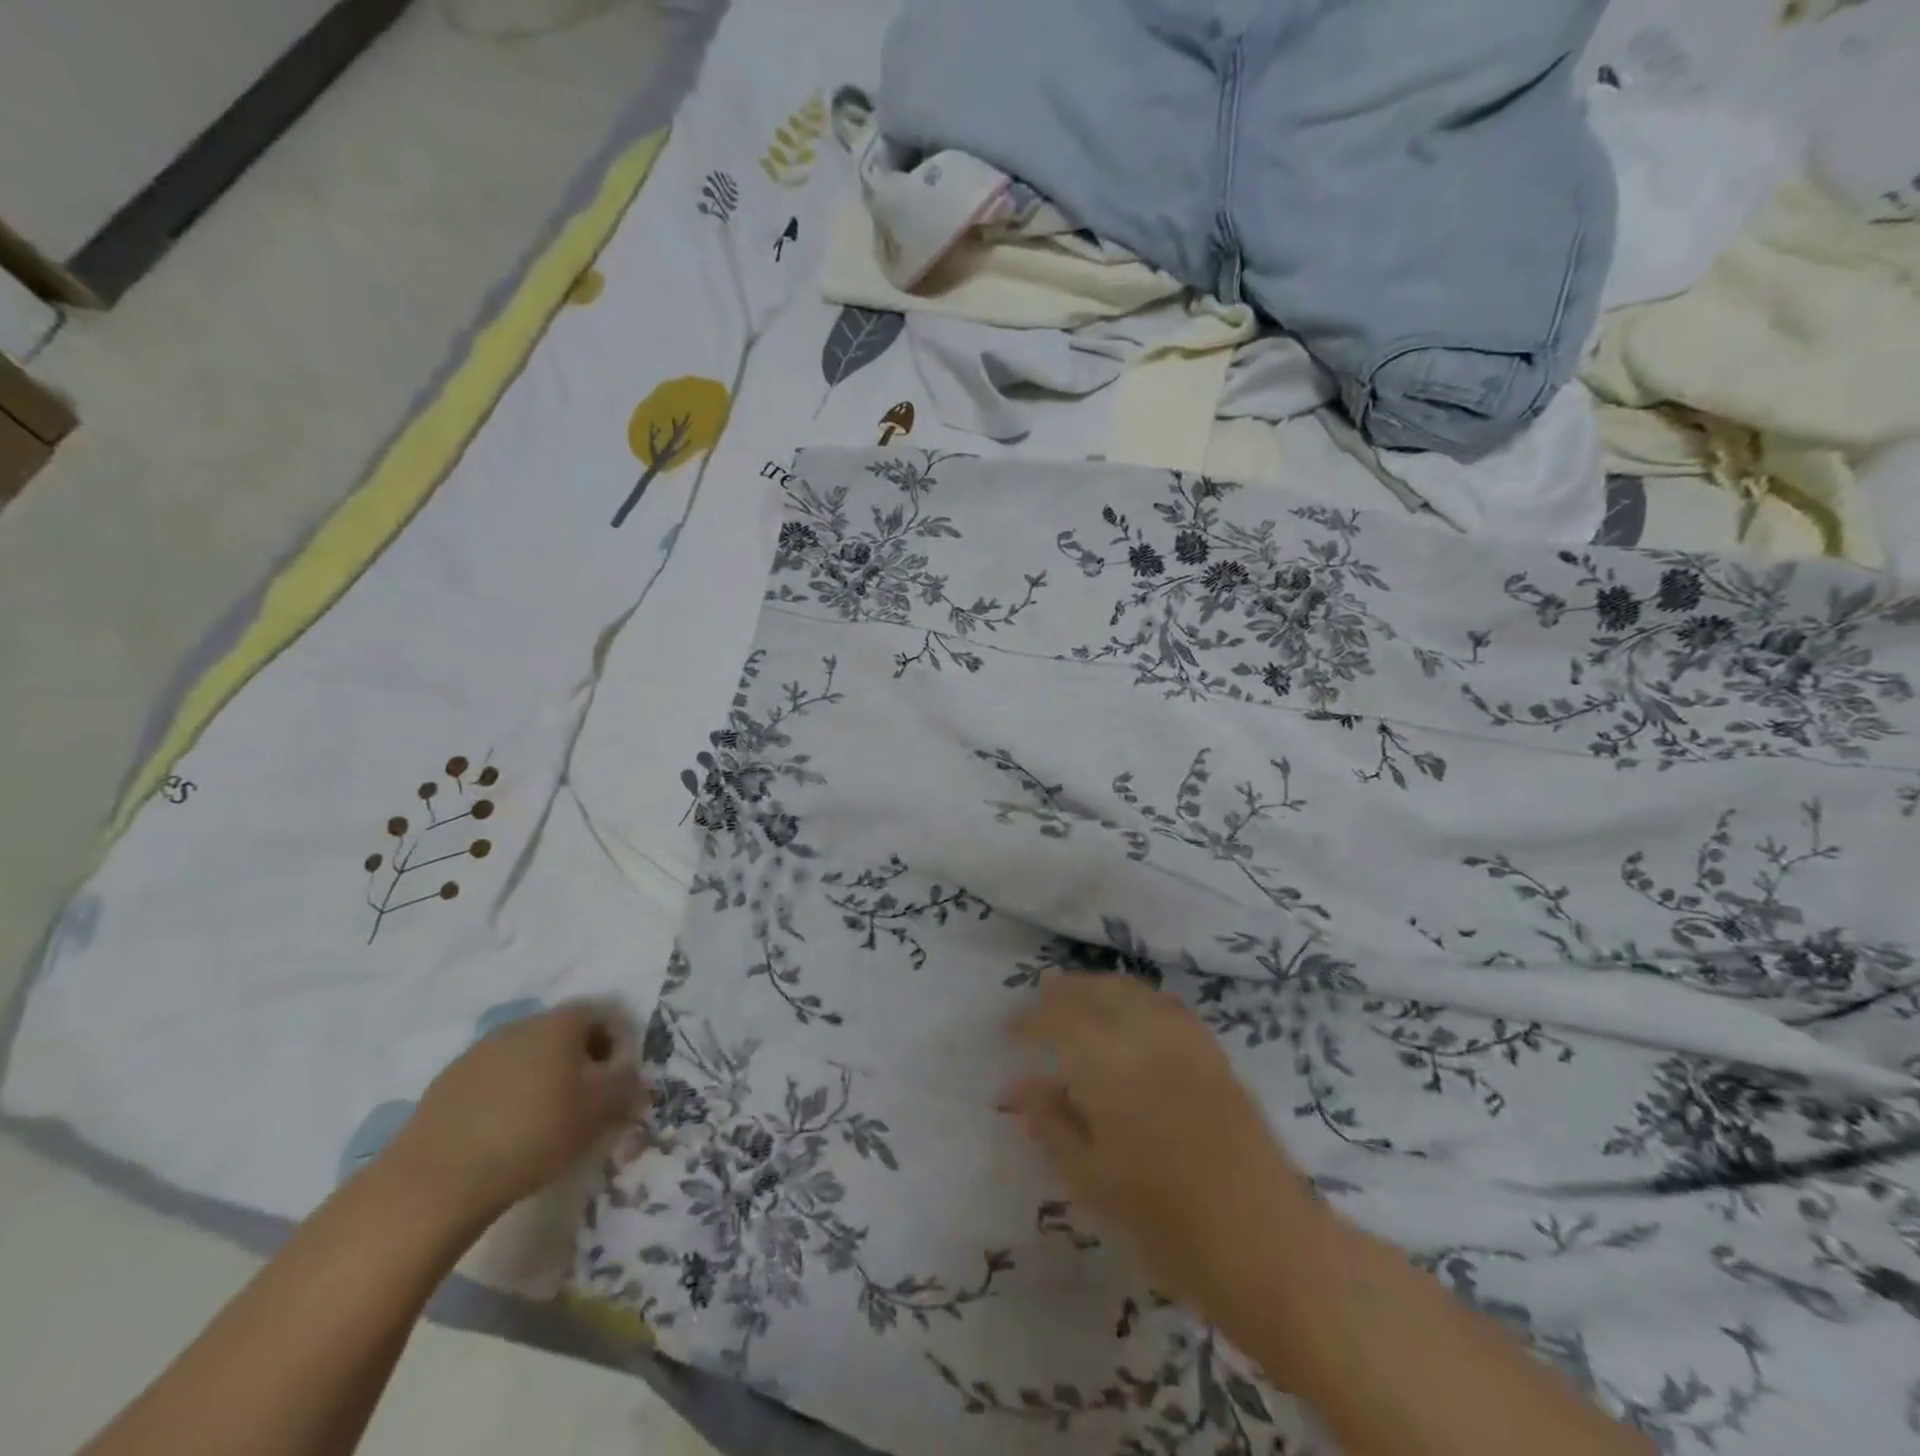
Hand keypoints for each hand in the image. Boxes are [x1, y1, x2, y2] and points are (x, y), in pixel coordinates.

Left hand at [387, 1000, 643, 1222]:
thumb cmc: (534, 1133)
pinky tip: (504, 1134)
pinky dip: (507, 1097)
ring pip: (527, 1055)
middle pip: (563, 1032)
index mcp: (560, 1022)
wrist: (435, 1180)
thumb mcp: (599, 1111)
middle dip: (580, 1060)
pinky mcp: (447, 1084)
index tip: (617, 1081)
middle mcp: (521, 1025)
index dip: (617, 1043)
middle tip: (586, 1102)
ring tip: (544, 1122)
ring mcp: (478, 1052)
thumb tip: (635, 1074)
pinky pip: (493, 1079)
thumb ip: (626, 1085)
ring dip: (543, 1078)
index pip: (602, 1013)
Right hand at [1004, 974, 1319, 1314]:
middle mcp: (1145, 1034)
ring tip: (1077, 1003)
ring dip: (1098, 989)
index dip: (1030, 1019)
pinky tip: (1130, 1018)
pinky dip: (1135, 998)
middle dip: (1063, 992)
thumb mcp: (1091, 1179)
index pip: (1058, 1017)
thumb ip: (1050, 1122)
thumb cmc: (1165, 1221)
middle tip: (1039, 1006)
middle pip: (1096, 990)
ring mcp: (1184, 1038)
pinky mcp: (1212, 1050)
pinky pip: (1163, 1004)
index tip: (1010, 1032)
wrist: (1265, 1242)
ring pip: (1132, 990)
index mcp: (1108, 1063)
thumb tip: (1017, 1084)